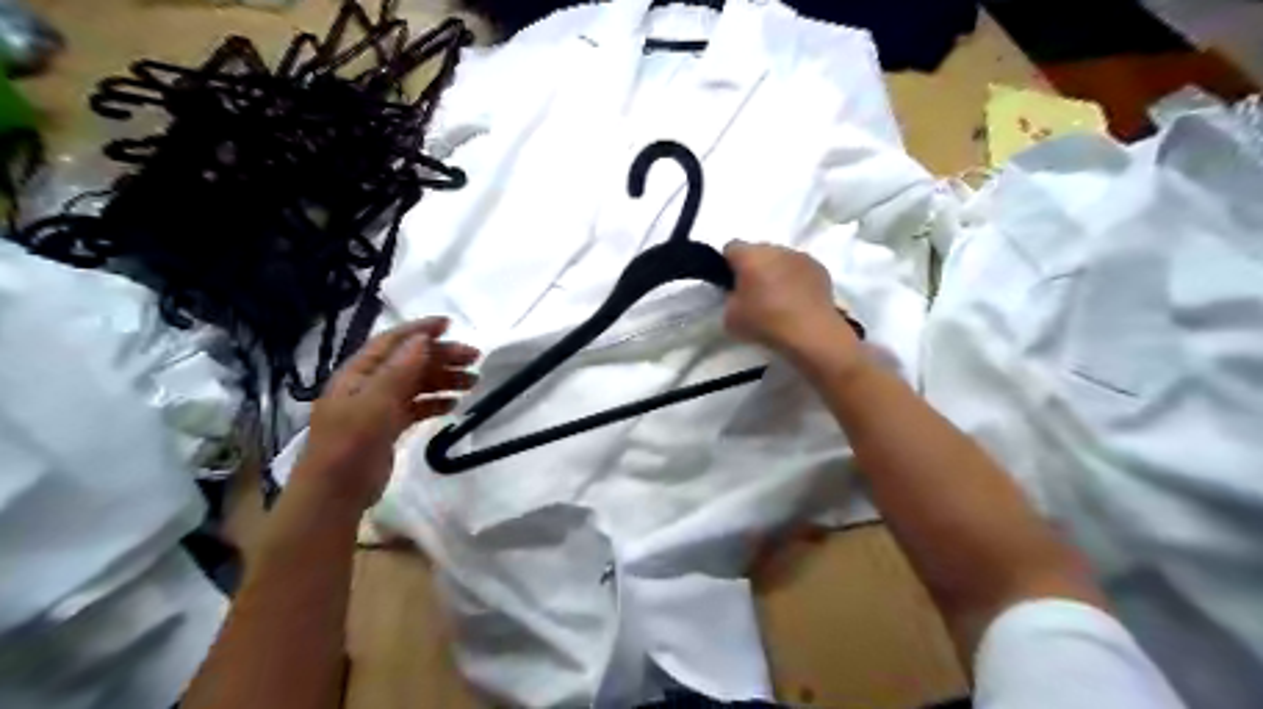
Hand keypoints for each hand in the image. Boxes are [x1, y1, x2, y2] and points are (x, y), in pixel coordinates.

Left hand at [292, 318, 482, 510]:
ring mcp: (378, 407)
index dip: (420, 330)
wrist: (334, 495)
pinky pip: (417, 406)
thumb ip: (399, 370)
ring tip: (473, 383)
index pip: (392, 341)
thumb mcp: (375, 403)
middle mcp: (369, 384)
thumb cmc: (350, 444)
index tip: (451, 324)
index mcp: (359, 373)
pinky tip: (454, 405)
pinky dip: (435, 403)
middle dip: (442, 357)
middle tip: (475, 359)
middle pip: (410, 361)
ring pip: (417, 384)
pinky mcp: (388, 427)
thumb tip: (423, 339)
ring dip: (444, 379)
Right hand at [721, 240, 858, 359]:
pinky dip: (796, 279)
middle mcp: (775, 249)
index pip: (731, 247)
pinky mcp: (819, 268)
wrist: (810, 333)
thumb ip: (730, 299)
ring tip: (779, 298)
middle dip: (754, 267)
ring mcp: (800, 256)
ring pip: (781, 258)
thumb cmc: (765, 322)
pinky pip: (800, 268)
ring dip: (776, 271)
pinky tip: (797, 300)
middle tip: (754, 292)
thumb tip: (738, 295)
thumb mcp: (730, 318)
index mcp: (750, 256)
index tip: (732, 284)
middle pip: (758, 251)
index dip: (728, 265)